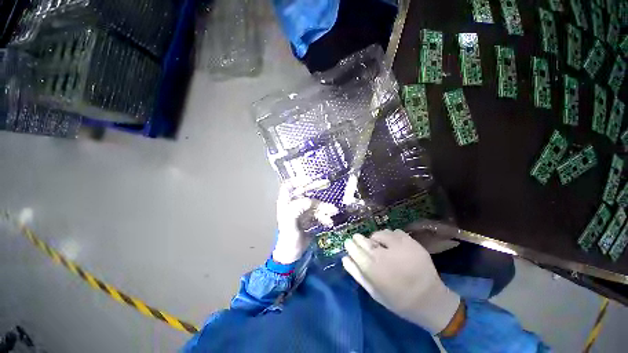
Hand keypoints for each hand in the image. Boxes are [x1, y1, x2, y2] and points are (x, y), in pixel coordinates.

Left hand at [273, 182, 336, 263]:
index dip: (297, 180)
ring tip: (334, 210)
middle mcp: (294, 205)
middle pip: (304, 191)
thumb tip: (308, 200)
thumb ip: (296, 212)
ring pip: (315, 204)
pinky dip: (325, 216)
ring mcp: (303, 211)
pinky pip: (319, 213)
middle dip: (315, 187)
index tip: (309, 179)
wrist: (292, 254)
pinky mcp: (309, 218)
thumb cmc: (288, 239)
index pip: (288, 186)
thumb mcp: (289, 226)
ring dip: (324, 206)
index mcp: (286, 204)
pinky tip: (329, 222)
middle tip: (327, 183)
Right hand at [342, 229, 460, 333]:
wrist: (430, 300)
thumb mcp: (374, 292)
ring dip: (376, 237)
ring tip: (379, 244)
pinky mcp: (411, 242)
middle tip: (359, 239)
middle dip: (359, 238)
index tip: (349, 242)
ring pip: (380, 233)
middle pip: (365, 240)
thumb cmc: (398, 300)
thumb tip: (345, 258)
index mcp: (373, 269)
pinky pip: (394, 232)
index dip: (350, 244)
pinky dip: (391, 236)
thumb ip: (357, 274)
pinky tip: (393, 244)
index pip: (354, 249)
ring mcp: (399, 246)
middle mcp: (384, 254)